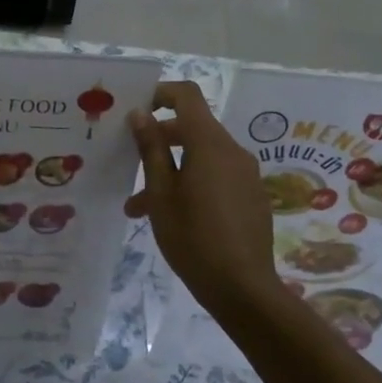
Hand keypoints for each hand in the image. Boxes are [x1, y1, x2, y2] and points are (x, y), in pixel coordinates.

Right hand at [125, 82, 278, 315]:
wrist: (243, 289)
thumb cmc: (193, 238)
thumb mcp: (161, 194)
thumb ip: (152, 149)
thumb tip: (140, 114)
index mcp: (210, 144)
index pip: (187, 96)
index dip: (161, 93)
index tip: (136, 109)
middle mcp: (232, 151)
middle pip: (193, 127)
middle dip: (160, 139)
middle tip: (130, 157)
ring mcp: (246, 174)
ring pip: (202, 157)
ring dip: (171, 169)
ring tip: (138, 205)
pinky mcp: (251, 196)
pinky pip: (217, 176)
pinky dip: (191, 184)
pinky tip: (170, 217)